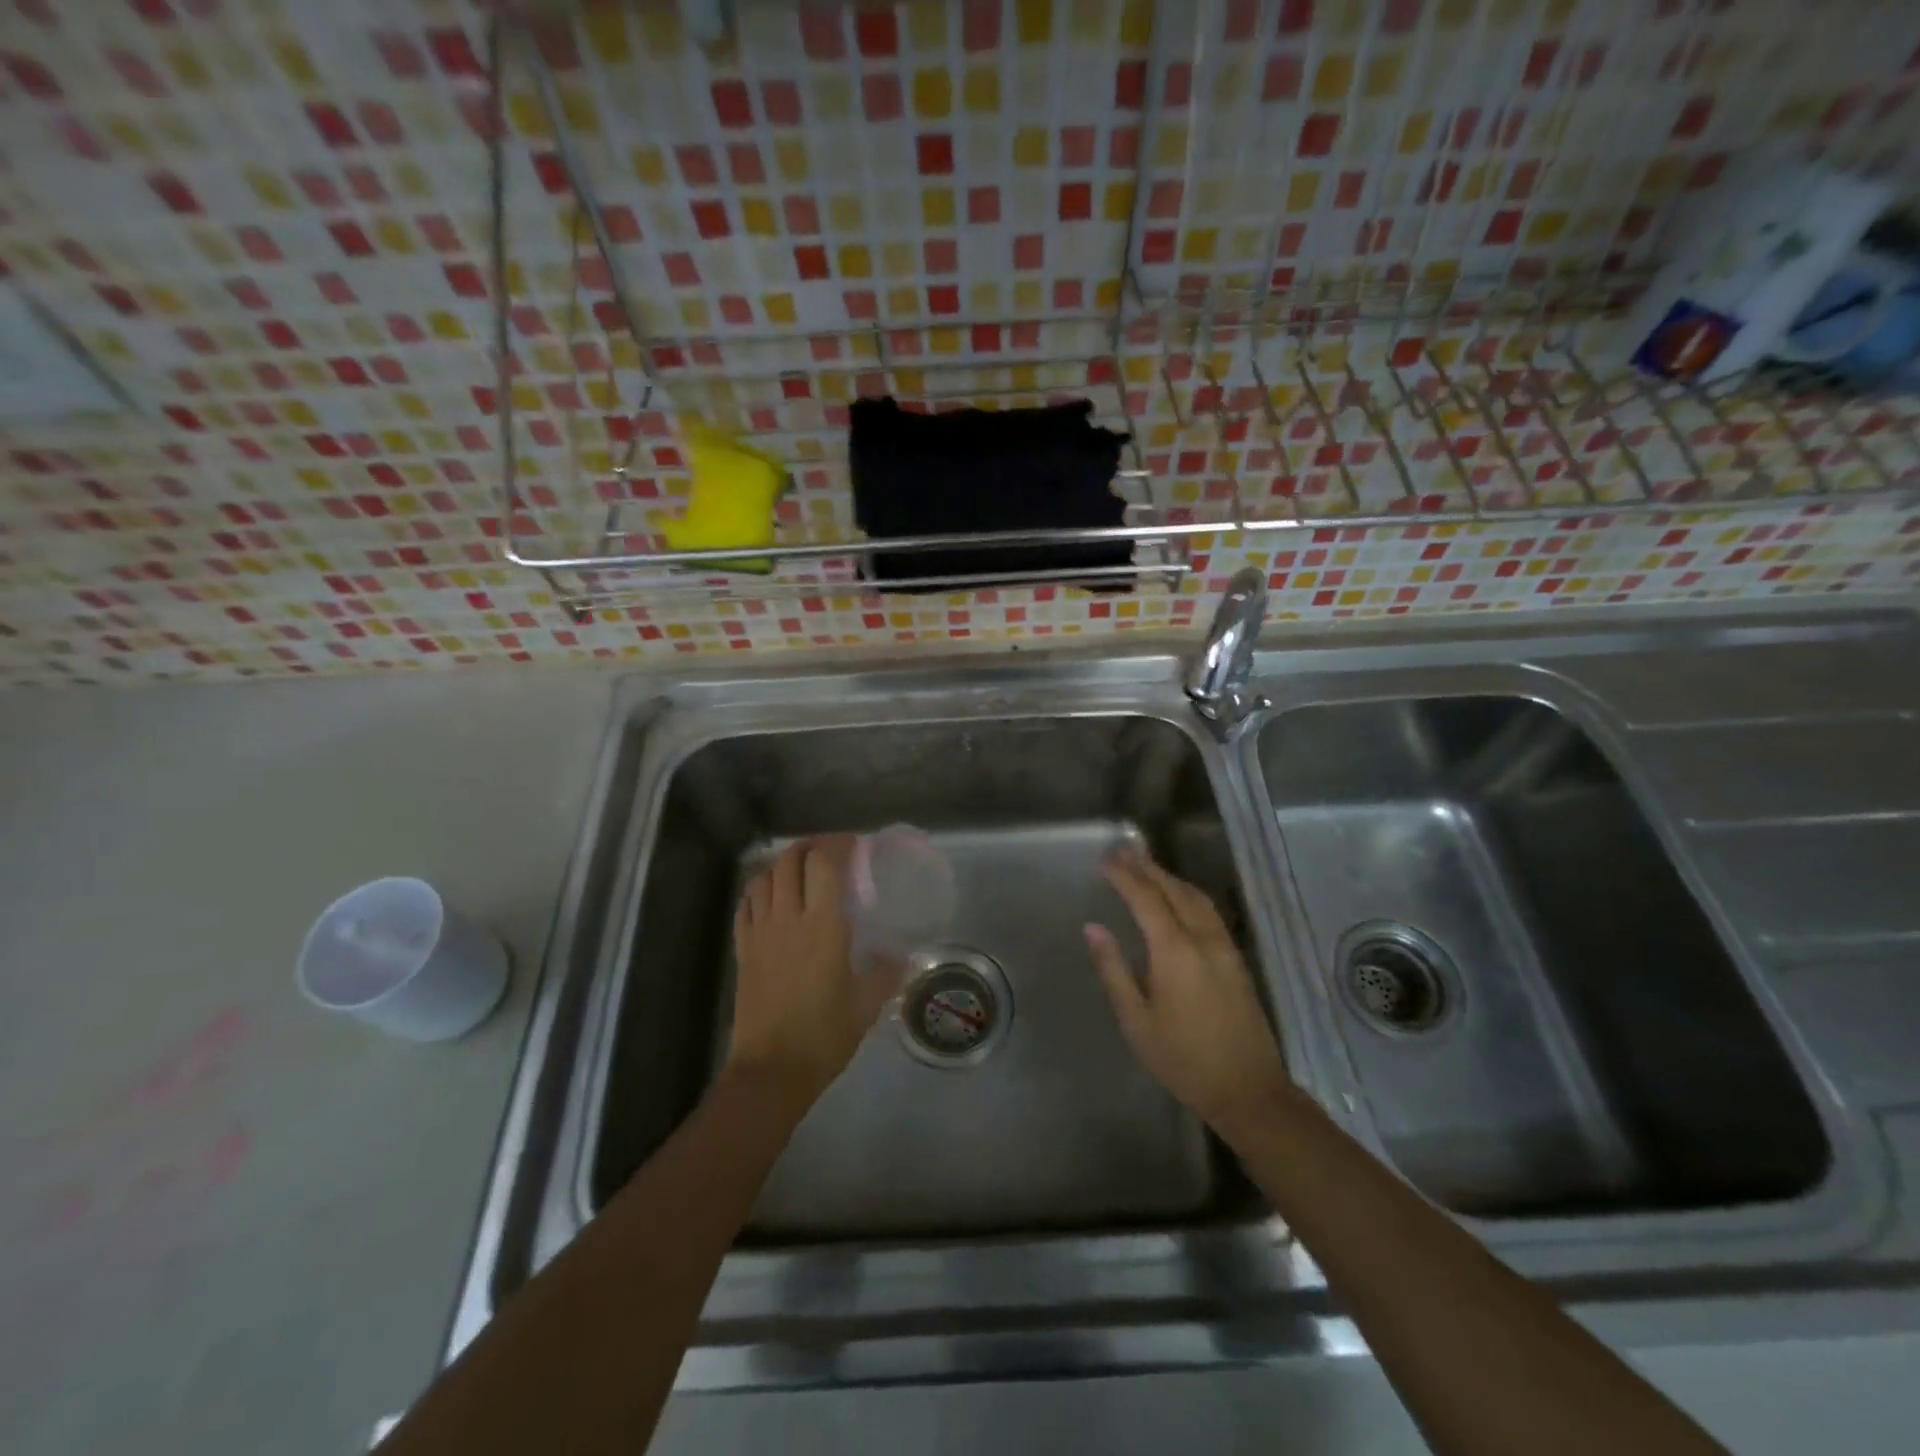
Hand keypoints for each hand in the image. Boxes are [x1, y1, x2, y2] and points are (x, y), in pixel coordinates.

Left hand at [727, 835, 901, 1110]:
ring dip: (783, 864)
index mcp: (823, 926)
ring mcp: (760, 933)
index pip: (823, 863)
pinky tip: (770, 896)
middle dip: (810, 846)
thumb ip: (886, 974)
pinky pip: (745, 905)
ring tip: (801, 869)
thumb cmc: (825, 1035)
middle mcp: (788, 919)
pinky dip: (758, 889)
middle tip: (829, 853)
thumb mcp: (866, 1005)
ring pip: (764, 877)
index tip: (854, 845)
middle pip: (790, 860)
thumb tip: (902, 958)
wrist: (772, 1070)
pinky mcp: (743, 950)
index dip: (837, 844)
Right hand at [1085, 848, 1291, 1133]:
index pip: (1145, 898)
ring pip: (1196, 897)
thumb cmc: (1182, 1059)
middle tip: (1122, 851)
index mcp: (1174, 951)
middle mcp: (1203, 938)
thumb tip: (1093, 928)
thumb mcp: (1136, 1019)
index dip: (1124, 875)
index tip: (1105, 859)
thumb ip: (1113, 969)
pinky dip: (1187, 893)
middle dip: (1146, 867)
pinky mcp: (1236, 958)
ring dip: (1169, 877)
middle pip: (1173, 890)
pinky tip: (1178, 897)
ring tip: (1146, 866)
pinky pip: (1209, 911)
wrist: (1248, 1089)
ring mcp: (1224, 947)